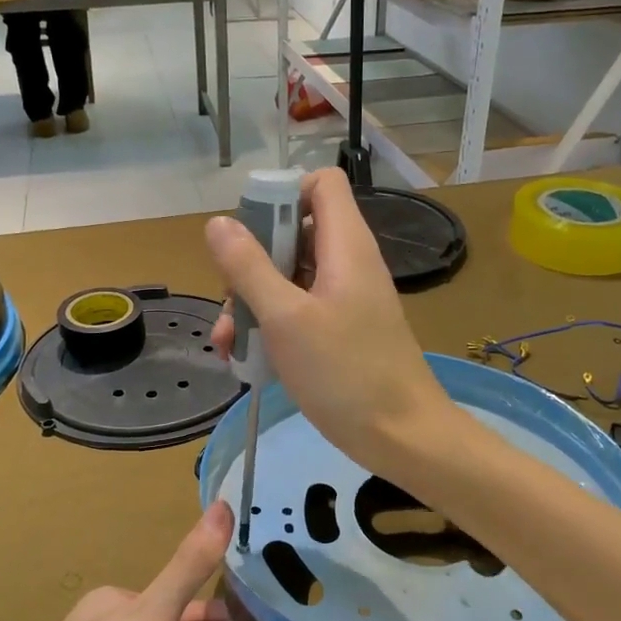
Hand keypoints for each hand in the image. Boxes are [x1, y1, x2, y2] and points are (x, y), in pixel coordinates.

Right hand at [206, 167, 452, 482]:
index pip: (321, 184)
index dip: (283, 195)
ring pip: (291, 275)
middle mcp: (348, 262)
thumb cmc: (345, 373)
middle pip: (296, 231)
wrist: (401, 436)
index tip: (251, 234)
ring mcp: (347, 297)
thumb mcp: (285, 319)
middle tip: (232, 299)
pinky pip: (301, 309)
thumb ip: (249, 267)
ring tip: (230, 341)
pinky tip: (247, 358)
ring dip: (255, 300)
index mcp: (345, 245)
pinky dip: (273, 324)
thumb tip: (219, 222)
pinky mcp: (343, 329)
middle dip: (253, 261)